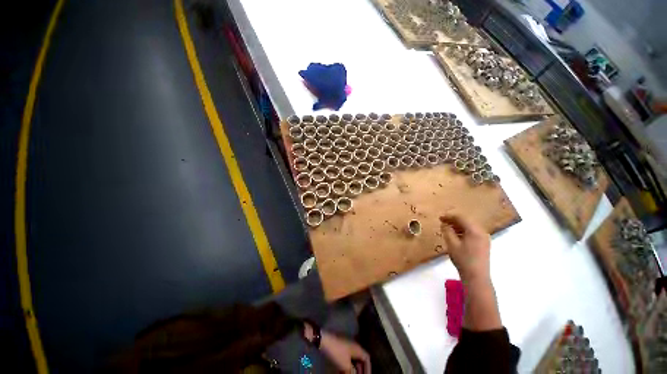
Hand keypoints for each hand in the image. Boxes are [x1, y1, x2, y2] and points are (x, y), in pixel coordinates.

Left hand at [319, 331, 370, 373]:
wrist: (324, 341)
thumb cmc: (337, 352)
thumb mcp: (345, 365)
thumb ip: (352, 373)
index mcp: (358, 348)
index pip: (367, 358)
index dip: (368, 369)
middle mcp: (354, 345)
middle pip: (360, 358)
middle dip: (360, 369)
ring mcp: (347, 345)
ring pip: (353, 358)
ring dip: (353, 368)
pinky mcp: (340, 346)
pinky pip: (347, 357)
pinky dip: (347, 365)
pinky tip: (343, 371)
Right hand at [440, 213, 490, 283]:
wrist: (476, 276)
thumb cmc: (463, 259)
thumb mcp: (451, 244)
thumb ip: (447, 231)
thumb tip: (444, 224)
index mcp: (474, 230)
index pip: (461, 217)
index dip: (449, 216)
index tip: (439, 218)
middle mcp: (482, 232)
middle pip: (466, 221)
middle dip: (454, 220)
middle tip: (442, 222)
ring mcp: (484, 238)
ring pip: (470, 226)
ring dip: (458, 225)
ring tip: (447, 228)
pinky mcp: (484, 244)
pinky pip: (473, 232)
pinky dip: (463, 231)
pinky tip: (456, 235)